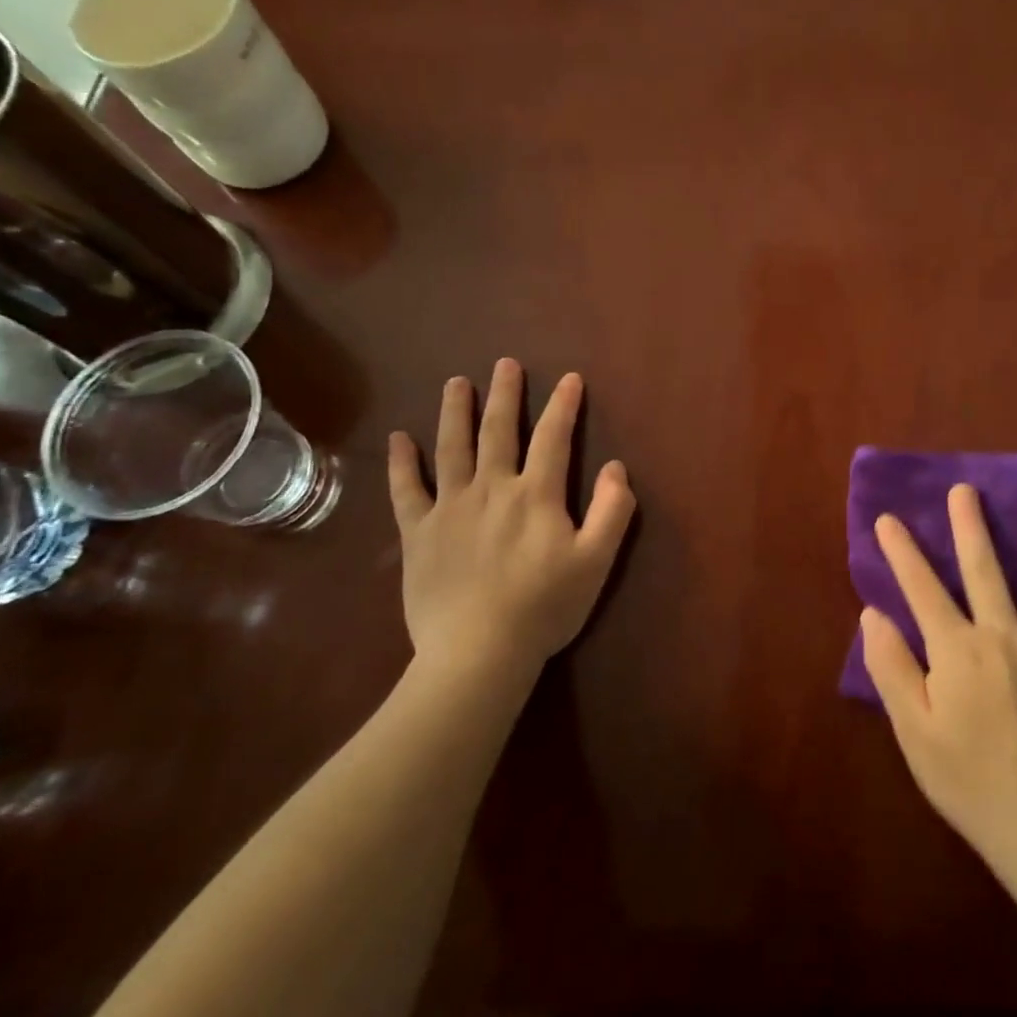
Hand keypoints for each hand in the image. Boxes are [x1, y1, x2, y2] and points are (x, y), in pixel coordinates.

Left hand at [387, 359, 635, 685]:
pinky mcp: (418, 533)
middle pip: (498, 431)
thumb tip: (617, 467)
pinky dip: (401, 463)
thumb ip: (613, 511)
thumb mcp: (596, 561)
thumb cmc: (544, 607)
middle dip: (505, 394)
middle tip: (505, 364)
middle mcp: (491, 488)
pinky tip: (399, 439)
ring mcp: (450, 508)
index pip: (553, 438)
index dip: (564, 406)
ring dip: (455, 412)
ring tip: (456, 383)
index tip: (570, 378)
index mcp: (536, 495)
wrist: (478, 652)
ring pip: (451, 448)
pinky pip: (405, 490)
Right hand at [862, 485, 1016, 860]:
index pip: (922, 589)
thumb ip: (891, 667)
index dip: (901, 552)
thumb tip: (873, 613)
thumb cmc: (968, 779)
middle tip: (966, 489)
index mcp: (957, 650)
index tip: (887, 519)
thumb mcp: (914, 731)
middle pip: (985, 570)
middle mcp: (1004, 635)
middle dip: (971, 526)